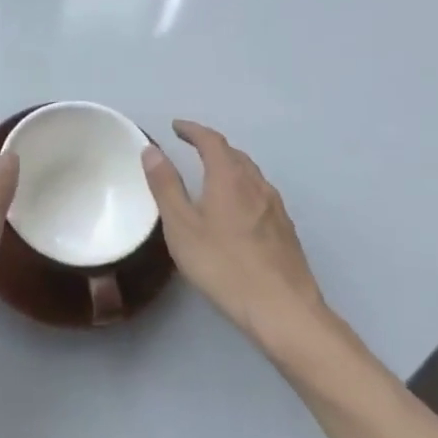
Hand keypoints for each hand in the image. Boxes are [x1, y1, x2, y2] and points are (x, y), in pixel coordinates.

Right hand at [142, 121, 338, 356]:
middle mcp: (256, 184)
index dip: (193, 130)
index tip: (176, 127)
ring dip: (229, 166)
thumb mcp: (182, 227)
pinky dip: (242, 187)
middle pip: (234, 154)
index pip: (211, 140)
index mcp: (229, 178)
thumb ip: (166, 186)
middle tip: (191, 148)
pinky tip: (236, 209)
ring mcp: (276, 207)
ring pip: (250, 174)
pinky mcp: (286, 230)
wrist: (283, 310)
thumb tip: (152, 150)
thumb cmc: (224, 265)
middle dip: (211, 146)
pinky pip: (260, 194)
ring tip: (212, 176)